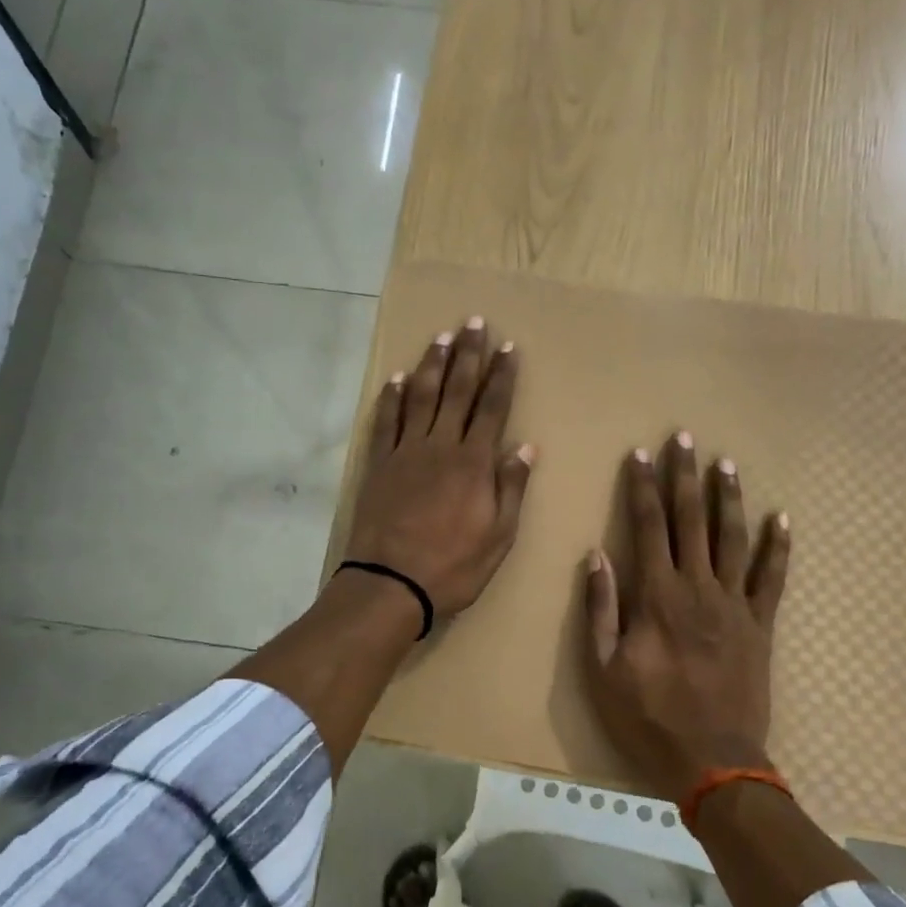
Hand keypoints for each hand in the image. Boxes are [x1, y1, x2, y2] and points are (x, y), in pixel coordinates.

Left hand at [344, 316, 534, 619]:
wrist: (390, 583)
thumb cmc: (453, 566)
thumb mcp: (499, 536)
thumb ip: (511, 487)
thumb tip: (526, 446)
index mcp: (473, 462)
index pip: (492, 408)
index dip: (501, 376)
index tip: (508, 347)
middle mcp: (440, 446)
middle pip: (456, 391)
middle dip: (468, 355)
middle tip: (474, 323)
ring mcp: (405, 452)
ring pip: (420, 397)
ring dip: (432, 365)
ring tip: (441, 338)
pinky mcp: (379, 465)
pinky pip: (386, 422)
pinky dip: (390, 398)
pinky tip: (395, 379)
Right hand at [583, 432, 791, 804]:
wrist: (713, 761)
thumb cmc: (649, 715)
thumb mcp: (604, 667)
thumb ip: (601, 608)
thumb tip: (596, 555)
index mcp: (657, 595)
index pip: (648, 526)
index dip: (643, 487)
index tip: (641, 454)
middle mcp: (698, 588)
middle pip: (691, 520)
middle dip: (685, 476)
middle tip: (685, 439)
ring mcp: (734, 604)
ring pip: (732, 538)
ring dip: (728, 498)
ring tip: (725, 463)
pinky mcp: (761, 624)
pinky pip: (772, 578)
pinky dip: (778, 547)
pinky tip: (780, 519)